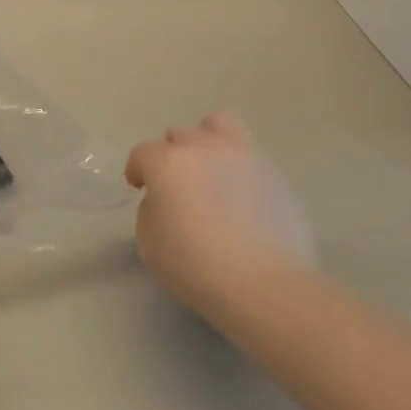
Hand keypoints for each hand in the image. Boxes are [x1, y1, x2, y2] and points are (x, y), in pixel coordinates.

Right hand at [126, 115, 315, 322]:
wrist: (266, 284)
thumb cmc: (197, 267)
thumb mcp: (150, 242)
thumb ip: (151, 209)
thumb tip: (166, 200)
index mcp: (167, 162)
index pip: (142, 153)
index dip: (137, 170)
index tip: (139, 188)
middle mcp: (202, 147)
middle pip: (179, 135)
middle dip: (172, 155)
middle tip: (177, 185)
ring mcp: (241, 155)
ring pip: (218, 125)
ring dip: (207, 140)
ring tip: (210, 168)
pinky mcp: (273, 171)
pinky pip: (247, 153)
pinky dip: (237, 164)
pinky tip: (239, 192)